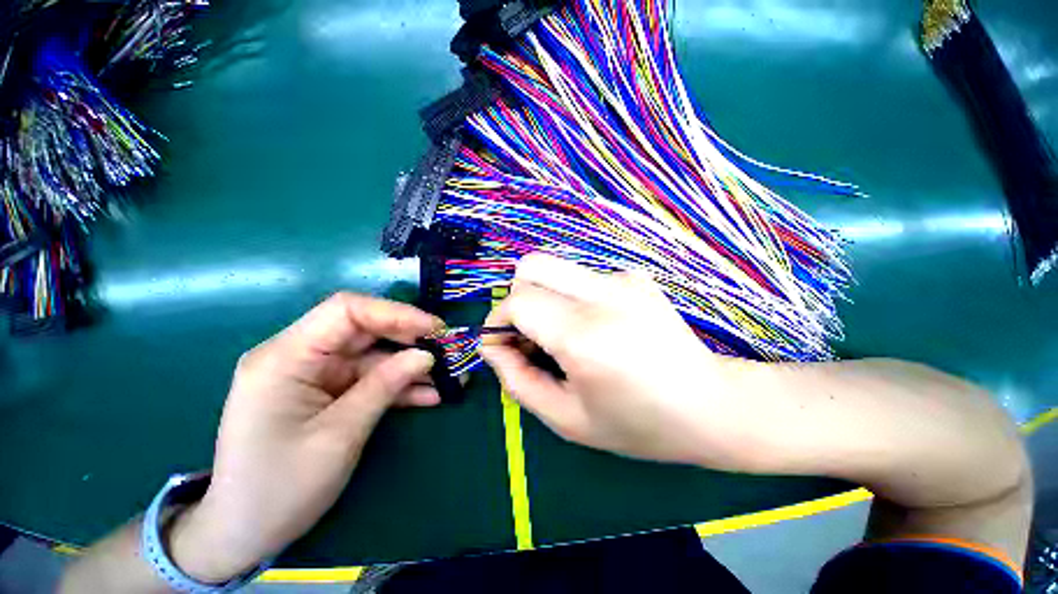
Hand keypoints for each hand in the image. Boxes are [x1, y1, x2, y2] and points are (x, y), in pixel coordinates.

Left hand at [168, 293, 441, 582]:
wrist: (245, 534)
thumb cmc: (280, 489)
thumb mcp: (339, 435)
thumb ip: (384, 386)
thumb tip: (426, 355)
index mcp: (285, 358)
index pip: (346, 311)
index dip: (396, 313)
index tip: (434, 329)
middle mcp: (299, 356)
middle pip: (365, 330)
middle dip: (410, 339)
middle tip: (448, 351)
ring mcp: (315, 375)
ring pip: (374, 356)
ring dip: (411, 366)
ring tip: (450, 378)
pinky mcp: (328, 392)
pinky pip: (370, 379)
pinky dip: (399, 386)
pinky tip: (429, 395)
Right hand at [481, 254, 765, 468]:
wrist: (712, 406)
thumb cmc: (638, 424)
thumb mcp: (566, 419)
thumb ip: (518, 380)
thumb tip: (493, 346)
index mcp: (586, 336)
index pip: (518, 302)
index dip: (499, 321)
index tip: (503, 345)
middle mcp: (604, 295)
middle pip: (531, 267)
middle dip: (517, 299)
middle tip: (529, 335)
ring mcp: (623, 279)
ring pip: (554, 268)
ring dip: (543, 297)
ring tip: (560, 334)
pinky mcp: (634, 276)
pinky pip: (580, 277)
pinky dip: (570, 297)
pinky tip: (593, 326)